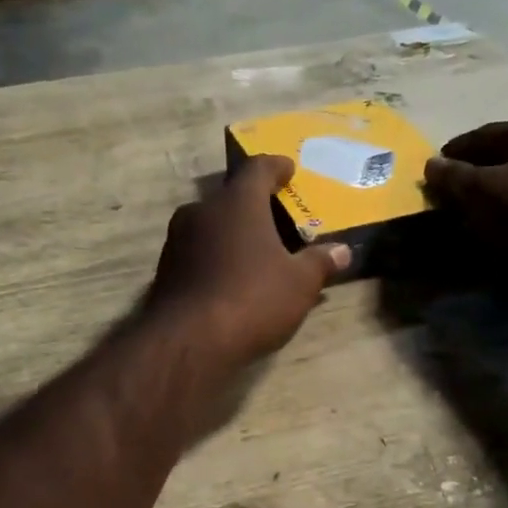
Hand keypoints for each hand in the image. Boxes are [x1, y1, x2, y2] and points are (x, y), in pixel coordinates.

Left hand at [146, 155, 349, 371]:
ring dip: (230, 232)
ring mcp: (177, 240)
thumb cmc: (252, 299)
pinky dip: (214, 257)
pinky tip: (228, 277)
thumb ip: (320, 262)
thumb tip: (343, 251)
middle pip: (230, 196)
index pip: (257, 168)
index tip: (288, 169)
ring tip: (253, 249)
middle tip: (274, 215)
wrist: (188, 341)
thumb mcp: (299, 284)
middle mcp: (202, 211)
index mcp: (237, 203)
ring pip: (209, 225)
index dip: (275, 166)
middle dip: (252, 204)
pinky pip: (196, 252)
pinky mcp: (164, 270)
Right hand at [423, 119, 507, 317]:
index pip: (482, 134)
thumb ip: (452, 176)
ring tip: (466, 221)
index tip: (430, 174)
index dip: (452, 153)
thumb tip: (431, 164)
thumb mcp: (481, 192)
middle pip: (502, 159)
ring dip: (491, 201)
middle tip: (445, 200)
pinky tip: (497, 235)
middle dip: (472, 178)